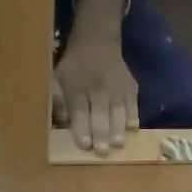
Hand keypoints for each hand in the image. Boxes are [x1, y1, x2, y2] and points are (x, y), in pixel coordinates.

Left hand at [53, 0, 138, 152]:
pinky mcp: (130, 86)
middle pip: (100, 113)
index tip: (85, 145)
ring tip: (118, 145)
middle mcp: (98, 87)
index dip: (82, 128)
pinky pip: (133, 103)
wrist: (97, 40)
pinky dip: (133, 116)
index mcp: (76, 87)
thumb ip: (58, 101)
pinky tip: (132, 129)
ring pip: (118, 110)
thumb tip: (63, 123)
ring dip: (118, 129)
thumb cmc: (74, 65)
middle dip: (101, 134)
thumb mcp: (57, 78)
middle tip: (102, 152)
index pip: (79, 110)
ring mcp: (116, 86)